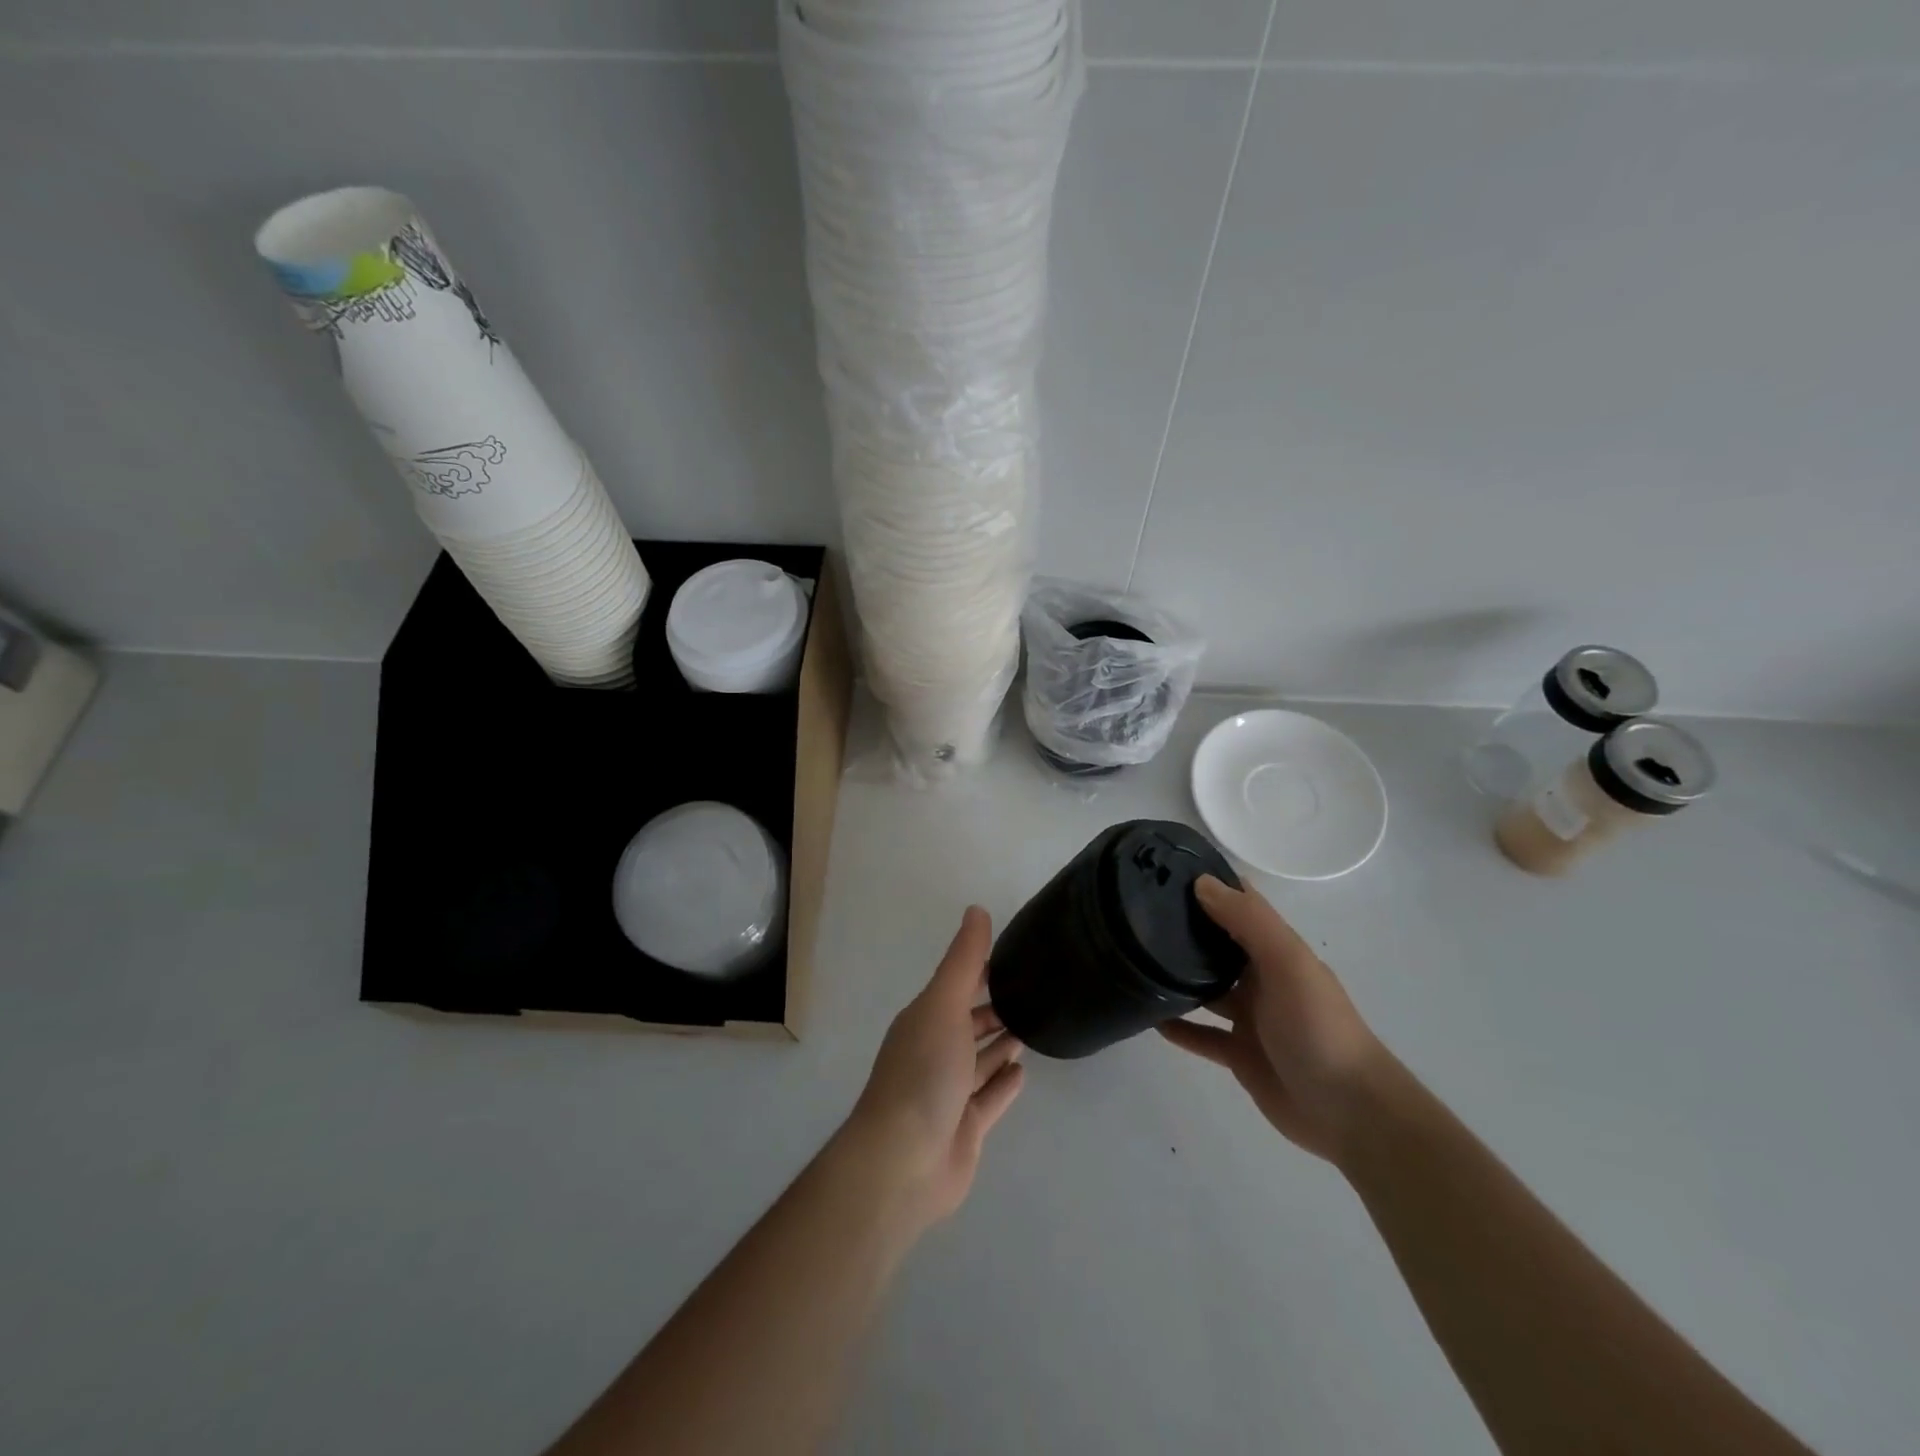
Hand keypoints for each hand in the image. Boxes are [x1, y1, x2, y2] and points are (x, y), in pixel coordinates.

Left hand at [844, 906, 1025, 1226]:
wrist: (903, 1161)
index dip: (981, 970)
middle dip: (993, 1008)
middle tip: (1033, 992)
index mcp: (925, 1020)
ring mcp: (949, 1094)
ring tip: (1031, 1025)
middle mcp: (934, 1053)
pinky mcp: (965, 1129)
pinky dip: (1004, 1084)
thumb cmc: (923, 1073)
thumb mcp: (943, 1005)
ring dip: (1000, 1044)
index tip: (1014, 955)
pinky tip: (1022, 1070)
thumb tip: (976, 909)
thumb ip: (963, 961)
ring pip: (979, 1061)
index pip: (956, 986)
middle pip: (968, 1024)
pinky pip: (989, 1099)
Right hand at [1159, 876, 1387, 1160]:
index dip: (1211, 885)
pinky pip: (1202, 1036)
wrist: (1349, 1111)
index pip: (1241, 905)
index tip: (1165, 870)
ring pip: (1206, 989)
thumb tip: (1202, 883)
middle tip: (1135, 912)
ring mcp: (1251, 1019)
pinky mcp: (1240, 1055)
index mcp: (1277, 951)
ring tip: (1134, 961)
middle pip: (1219, 945)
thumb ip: (1248, 922)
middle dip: (1186, 928)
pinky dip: (1179, 1027)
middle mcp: (1263, 978)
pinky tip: (1150, 1019)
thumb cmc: (1318, 1027)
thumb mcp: (1288, 963)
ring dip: (1178, 977)